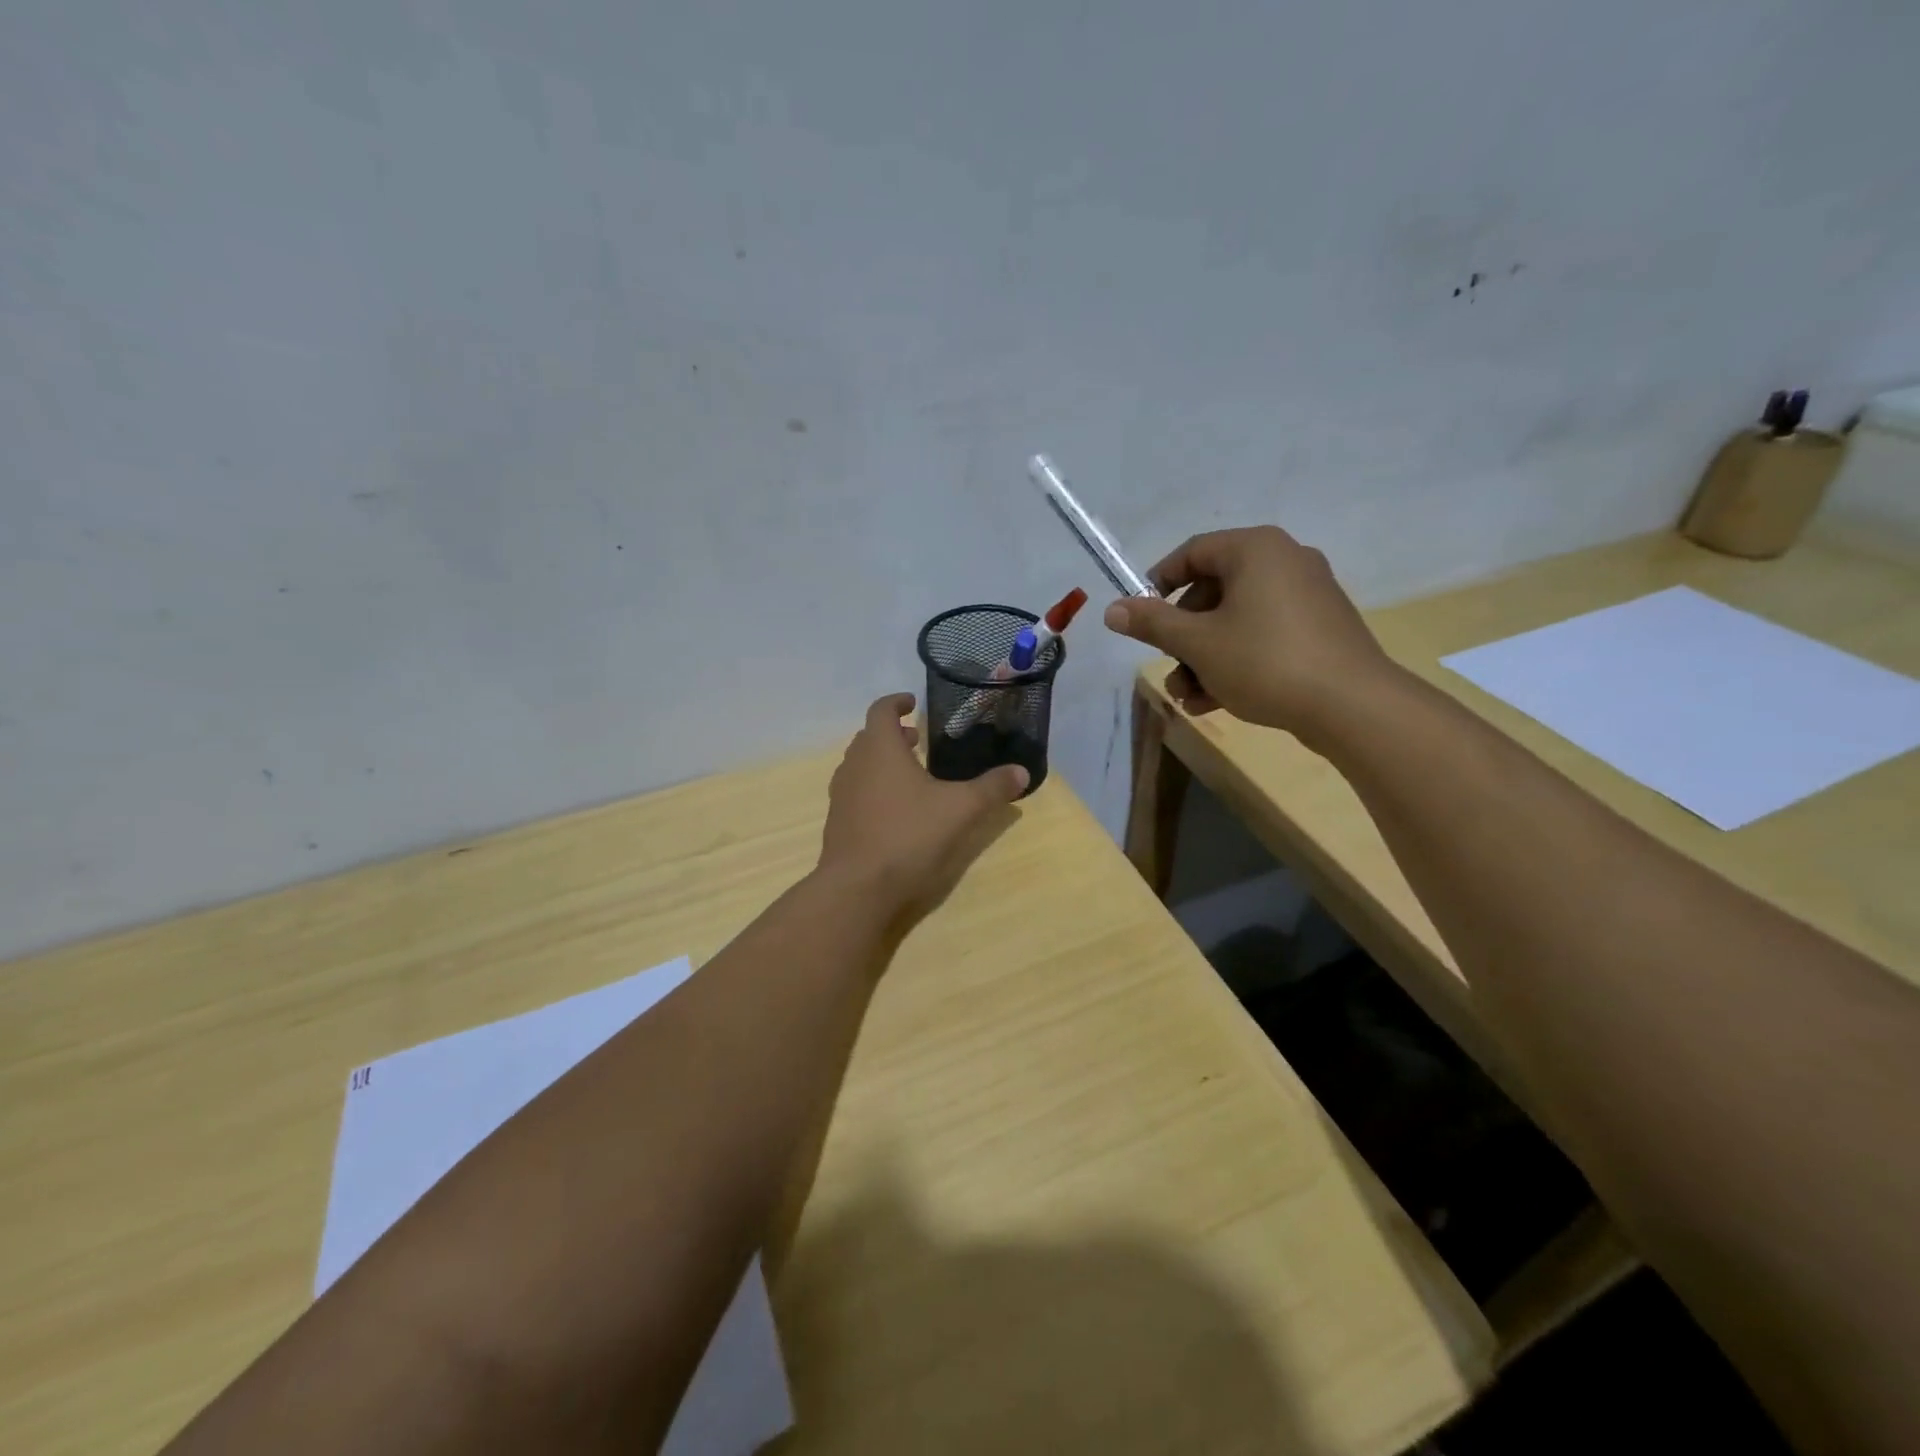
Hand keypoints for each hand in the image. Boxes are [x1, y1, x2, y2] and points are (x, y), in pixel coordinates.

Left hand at [817, 693, 1028, 928]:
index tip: (912, 702)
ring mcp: (842, 795)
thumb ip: (992, 788)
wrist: (858, 888)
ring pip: (860, 765)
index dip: (897, 702)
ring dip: (882, 761)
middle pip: (869, 737)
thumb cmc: (909, 835)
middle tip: (918, 740)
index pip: (881, 710)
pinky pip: (856, 792)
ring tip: (910, 774)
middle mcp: (854, 765)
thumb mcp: (961, 810)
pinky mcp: (838, 822)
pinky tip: (896, 810)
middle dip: (893, 734)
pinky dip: (873, 787)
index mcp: (880, 749)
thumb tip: (1022, 772)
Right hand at [1101, 526, 1397, 746]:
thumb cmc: (1264, 661)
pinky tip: (1216, 701)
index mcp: (1255, 549)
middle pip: (1213, 591)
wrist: (1351, 705)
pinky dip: (1236, 660)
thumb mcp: (1197, 643)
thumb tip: (1112, 610)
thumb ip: (1152, 623)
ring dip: (1204, 657)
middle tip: (1169, 668)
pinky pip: (1264, 634)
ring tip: (1189, 697)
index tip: (1140, 617)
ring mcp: (1307, 595)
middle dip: (1183, 636)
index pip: (1193, 552)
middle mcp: (1285, 561)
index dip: (1158, 584)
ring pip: (1237, 619)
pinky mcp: (1321, 628)